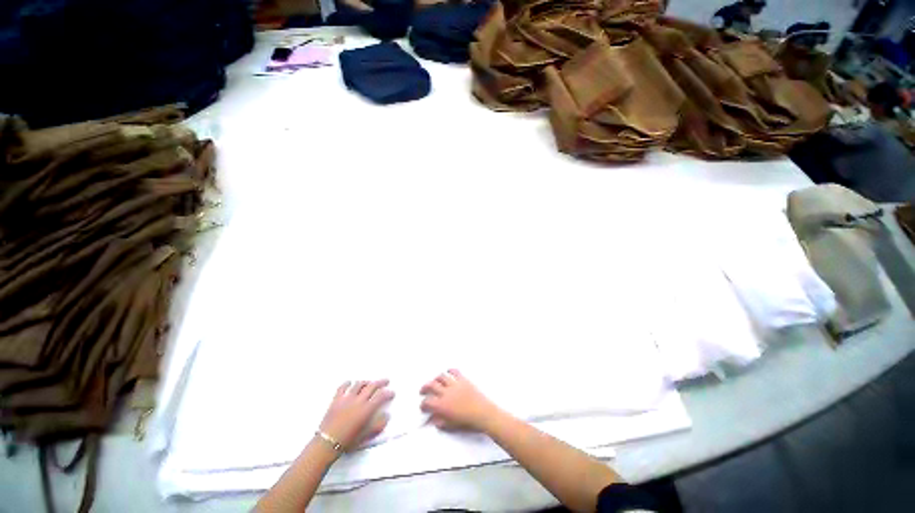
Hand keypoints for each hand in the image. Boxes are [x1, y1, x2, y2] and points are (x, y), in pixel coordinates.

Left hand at [318, 379, 393, 450]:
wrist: (326, 443)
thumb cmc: (348, 441)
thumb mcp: (366, 436)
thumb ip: (378, 425)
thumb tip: (387, 415)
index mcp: (366, 409)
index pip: (381, 396)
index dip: (388, 393)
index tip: (392, 393)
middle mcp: (358, 400)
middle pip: (372, 386)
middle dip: (381, 382)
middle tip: (386, 381)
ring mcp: (347, 398)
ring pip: (359, 384)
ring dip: (366, 382)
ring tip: (369, 383)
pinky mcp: (336, 399)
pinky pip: (343, 387)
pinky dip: (347, 383)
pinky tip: (350, 383)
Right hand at [420, 369, 500, 431]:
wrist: (483, 413)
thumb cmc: (467, 422)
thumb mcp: (451, 426)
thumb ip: (440, 421)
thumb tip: (432, 419)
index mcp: (442, 405)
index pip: (427, 402)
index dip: (423, 404)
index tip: (423, 406)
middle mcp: (446, 392)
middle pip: (431, 385)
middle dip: (425, 387)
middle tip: (423, 391)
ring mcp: (454, 384)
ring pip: (441, 377)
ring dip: (436, 379)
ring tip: (434, 381)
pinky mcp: (463, 380)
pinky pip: (454, 372)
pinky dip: (450, 371)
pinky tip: (448, 373)